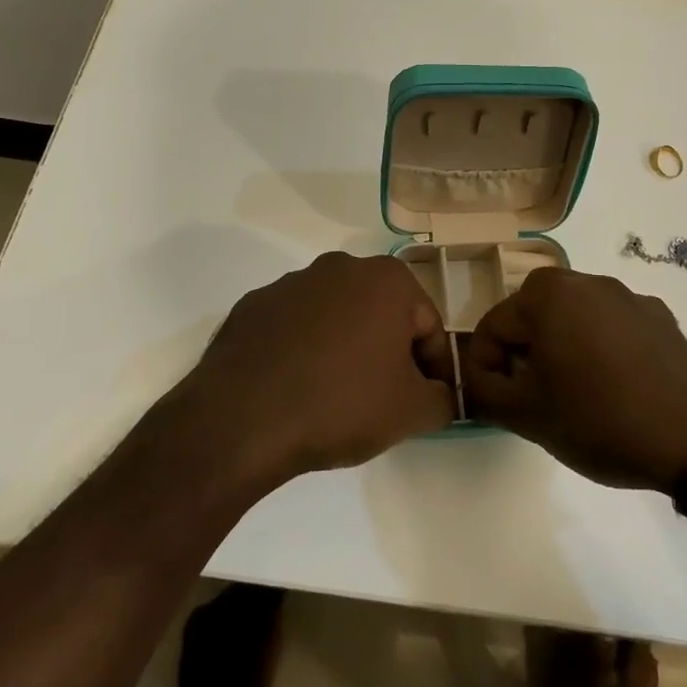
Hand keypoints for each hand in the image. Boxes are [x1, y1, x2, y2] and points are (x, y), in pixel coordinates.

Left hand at [177, 252, 456, 482]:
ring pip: (337, 317)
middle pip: (382, 314)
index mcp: (386, 280)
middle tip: (385, 399)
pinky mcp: (253, 306)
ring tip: (336, 397)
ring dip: (345, 348)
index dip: (434, 367)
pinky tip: (296, 388)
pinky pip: (294, 328)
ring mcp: (290, 283)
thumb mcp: (412, 412)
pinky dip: (304, 350)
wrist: (243, 419)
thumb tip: (440, 395)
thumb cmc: (342, 404)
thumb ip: (443, 399)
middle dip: (389, 352)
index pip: (428, 325)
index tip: (429, 401)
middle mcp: (340, 267)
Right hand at [465, 268, 686, 491]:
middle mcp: (587, 281)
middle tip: (535, 399)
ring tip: (576, 396)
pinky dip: (601, 349)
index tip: (501, 402)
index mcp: (548, 294)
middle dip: (525, 355)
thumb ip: (484, 390)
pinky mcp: (661, 317)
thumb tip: (474, 376)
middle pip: (533, 316)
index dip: (487, 367)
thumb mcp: (526, 415)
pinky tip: (617, 388)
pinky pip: (612, 327)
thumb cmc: (600, 420)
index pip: (493, 326)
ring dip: (562, 350)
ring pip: (574, 319)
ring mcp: (629, 296)